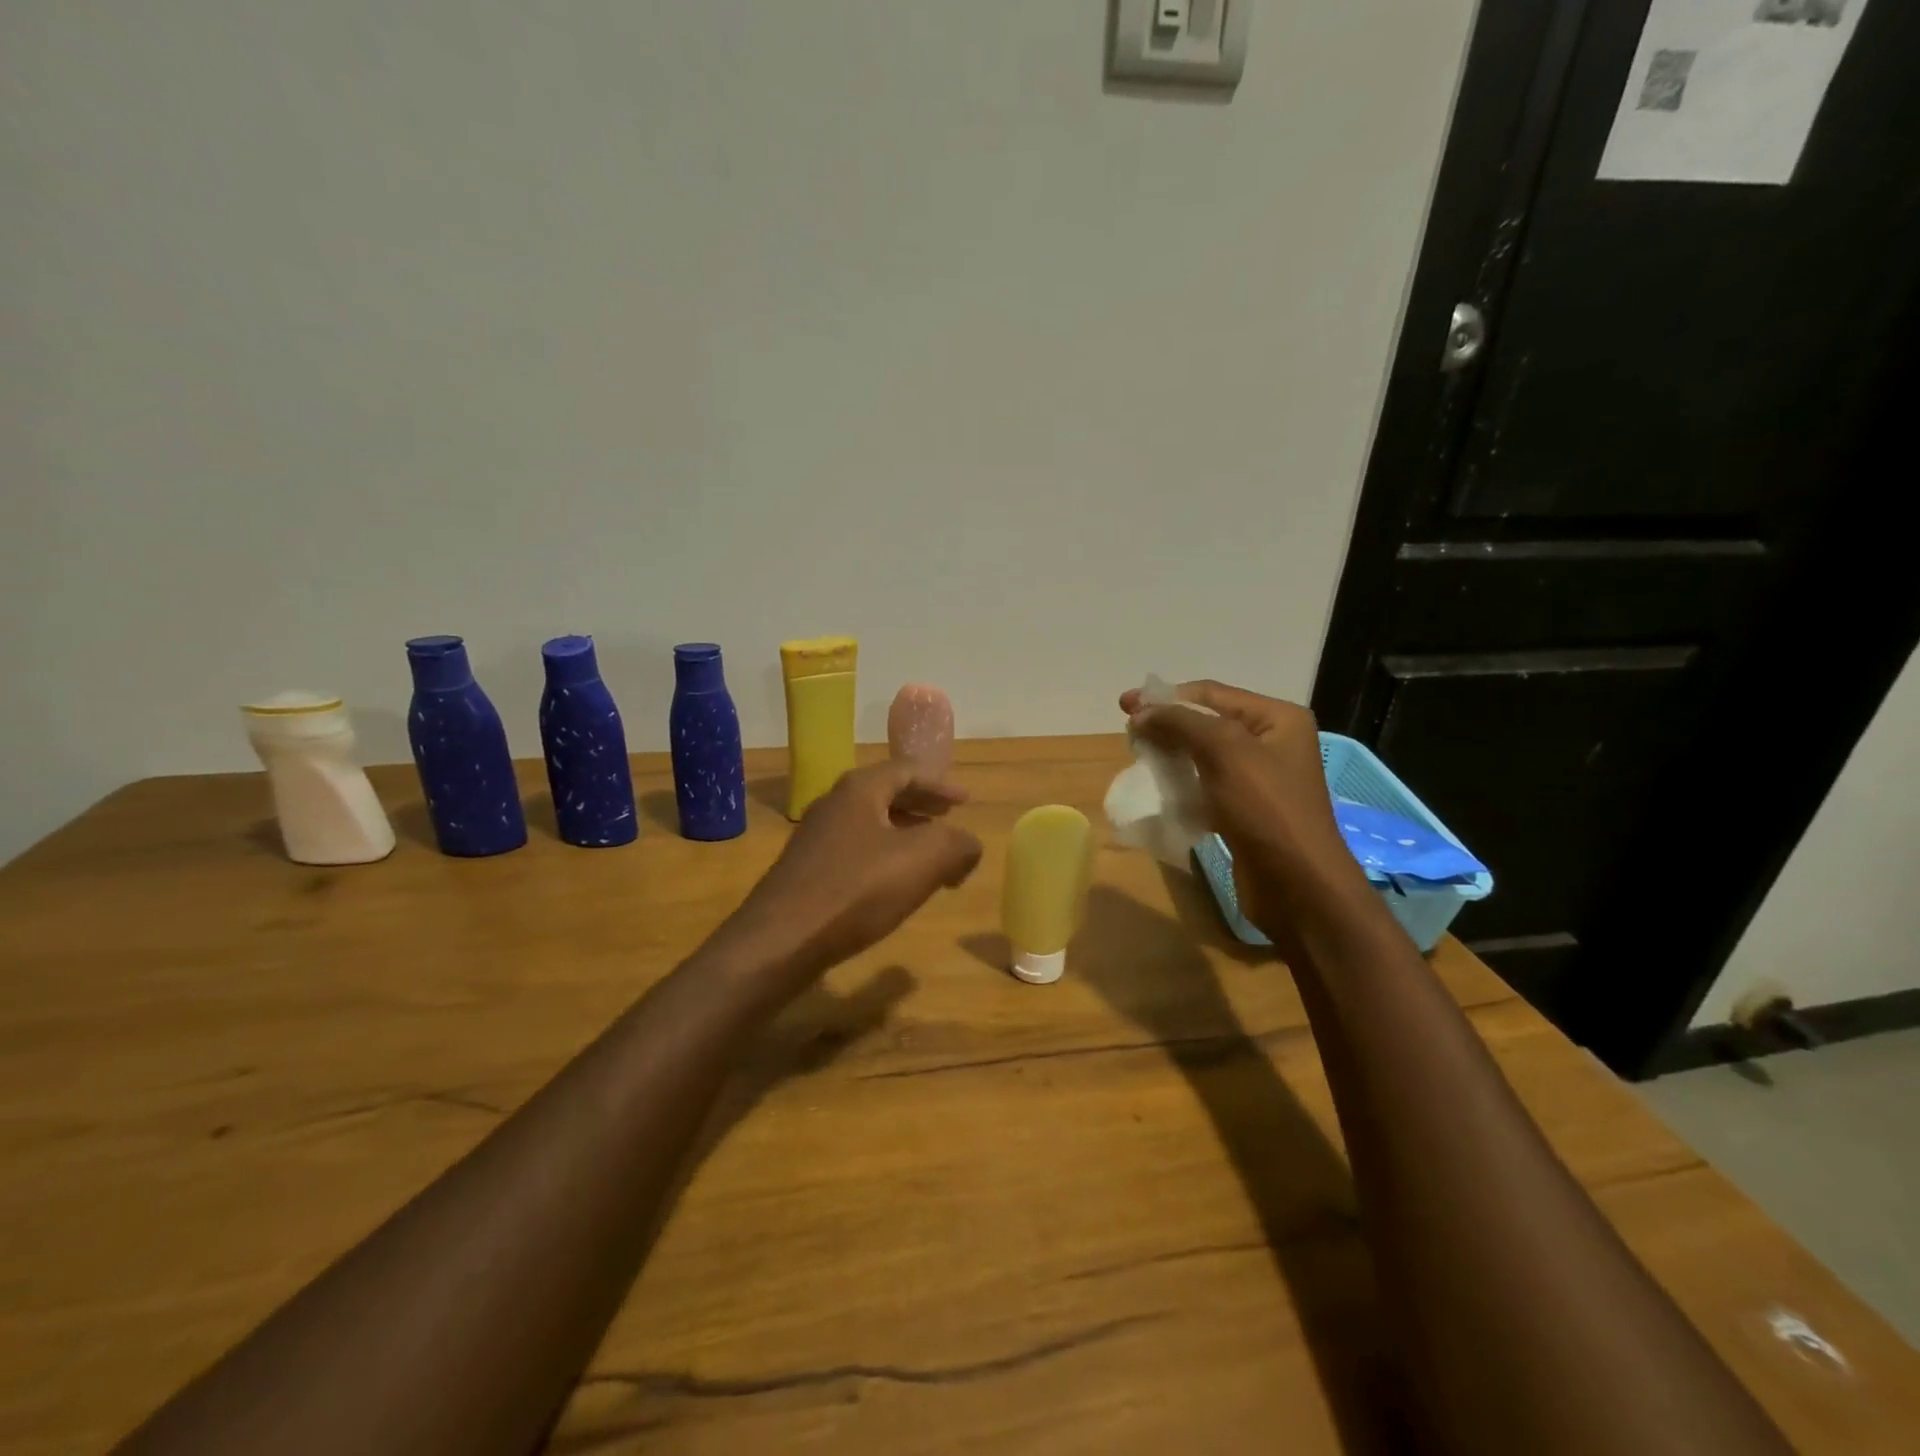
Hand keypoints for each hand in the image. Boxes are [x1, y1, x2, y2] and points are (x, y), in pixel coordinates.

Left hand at [723, 761, 982, 985]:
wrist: (781, 940)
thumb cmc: (856, 890)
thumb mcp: (923, 861)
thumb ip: (957, 845)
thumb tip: (969, 846)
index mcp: (860, 790)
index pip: (907, 771)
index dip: (940, 784)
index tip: (965, 800)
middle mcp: (834, 805)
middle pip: (886, 794)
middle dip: (922, 806)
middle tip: (949, 817)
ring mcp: (815, 839)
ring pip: (871, 824)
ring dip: (904, 834)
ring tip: (930, 855)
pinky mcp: (807, 871)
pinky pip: (856, 851)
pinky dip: (884, 857)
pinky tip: (894, 885)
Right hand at [1119, 680, 1362, 939]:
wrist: (1296, 885)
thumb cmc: (1266, 809)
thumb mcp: (1225, 751)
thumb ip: (1180, 723)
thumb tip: (1140, 713)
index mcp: (1276, 719)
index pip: (1211, 693)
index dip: (1166, 697)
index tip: (1124, 706)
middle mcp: (1270, 742)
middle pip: (1206, 722)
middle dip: (1166, 725)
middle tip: (1129, 735)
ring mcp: (1258, 779)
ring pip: (1202, 754)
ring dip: (1170, 753)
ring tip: (1138, 759)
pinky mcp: (1244, 810)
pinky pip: (1205, 784)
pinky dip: (1180, 782)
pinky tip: (1158, 788)